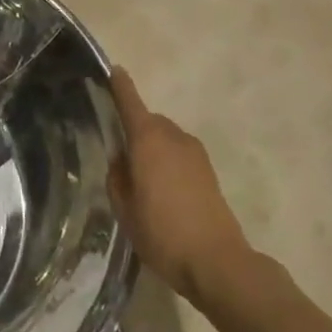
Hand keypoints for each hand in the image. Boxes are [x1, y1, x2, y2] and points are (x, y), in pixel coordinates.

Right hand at [108, 68, 251, 303]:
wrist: (216, 262)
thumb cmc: (162, 233)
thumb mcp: (125, 208)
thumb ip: (118, 178)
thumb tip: (121, 160)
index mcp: (148, 140)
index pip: (130, 103)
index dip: (121, 86)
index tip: (114, 70)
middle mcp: (173, 137)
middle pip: (149, 121)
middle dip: (135, 129)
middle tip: (120, 156)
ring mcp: (195, 153)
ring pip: (166, 138)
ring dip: (152, 147)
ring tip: (141, 179)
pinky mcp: (209, 171)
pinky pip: (179, 153)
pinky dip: (167, 160)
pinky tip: (162, 190)